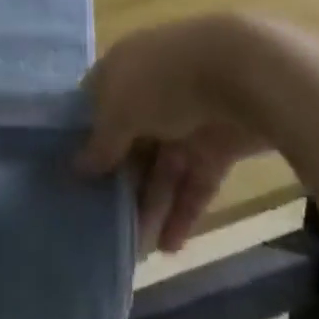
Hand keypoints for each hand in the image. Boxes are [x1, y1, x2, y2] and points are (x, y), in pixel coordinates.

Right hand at [78, 16, 268, 252]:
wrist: (243, 72)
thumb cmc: (164, 81)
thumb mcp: (119, 109)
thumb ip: (101, 142)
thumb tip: (78, 166)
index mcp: (123, 69)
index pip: (97, 103)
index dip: (85, 137)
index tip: (74, 177)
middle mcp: (152, 91)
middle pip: (131, 140)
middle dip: (121, 181)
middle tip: (108, 225)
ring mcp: (187, 117)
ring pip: (164, 165)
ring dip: (152, 204)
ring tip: (140, 249)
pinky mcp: (219, 144)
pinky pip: (195, 180)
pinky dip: (184, 209)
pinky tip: (171, 245)